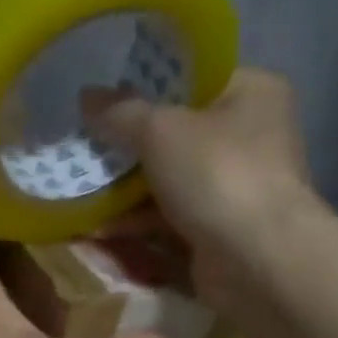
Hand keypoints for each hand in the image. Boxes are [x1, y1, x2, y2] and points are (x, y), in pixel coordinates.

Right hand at [89, 68, 323, 316]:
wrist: (257, 259)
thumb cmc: (217, 174)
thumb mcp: (160, 130)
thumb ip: (120, 112)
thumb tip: (87, 97)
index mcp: (251, 93)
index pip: (194, 78)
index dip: (147, 85)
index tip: (106, 98)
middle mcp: (249, 135)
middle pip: (176, 132)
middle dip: (129, 144)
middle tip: (87, 144)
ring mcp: (235, 185)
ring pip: (169, 178)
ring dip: (126, 186)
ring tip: (81, 186)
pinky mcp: (219, 228)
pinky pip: (170, 216)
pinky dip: (138, 221)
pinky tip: (98, 226)